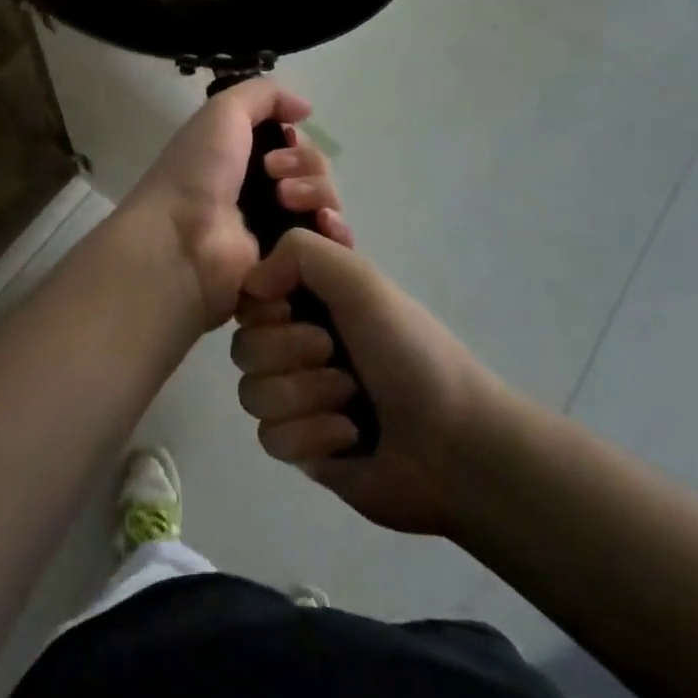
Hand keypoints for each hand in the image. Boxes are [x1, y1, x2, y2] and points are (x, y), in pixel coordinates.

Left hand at [122, 80, 351, 330]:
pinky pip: (331, 247)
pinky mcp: (290, 265)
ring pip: (326, 204)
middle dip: (307, 165)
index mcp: (245, 157)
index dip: (298, 141)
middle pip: (315, 171)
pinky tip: (323, 226)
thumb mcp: (224, 111)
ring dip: (318, 194)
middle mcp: (263, 191)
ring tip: (288, 202)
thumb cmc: (198, 170)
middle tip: (274, 176)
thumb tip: (305, 109)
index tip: (285, 140)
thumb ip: (265, 94)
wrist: (182, 238)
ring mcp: (277, 231)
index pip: (296, 145)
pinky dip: (336, 233)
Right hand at [231, 229, 490, 537]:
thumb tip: (252, 283)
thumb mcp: (359, 279)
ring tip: (350, 401)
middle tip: (334, 354)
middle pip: (244, 344)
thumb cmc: (408, 351)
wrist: (453, 446)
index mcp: (311, 297)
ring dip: (305, 395)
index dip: (265, 303)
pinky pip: (271, 438)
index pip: (250, 293)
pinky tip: (348, 436)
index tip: (292, 305)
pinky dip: (312, 436)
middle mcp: (298, 340)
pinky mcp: (300, 445)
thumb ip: (298, 251)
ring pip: (251, 392)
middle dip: (290, 352)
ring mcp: (297, 395)